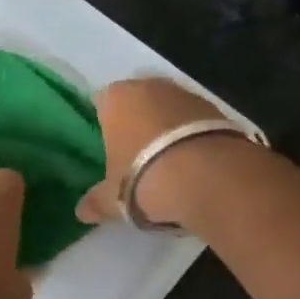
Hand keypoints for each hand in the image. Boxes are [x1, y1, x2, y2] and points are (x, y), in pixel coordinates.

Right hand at [76, 78, 249, 231]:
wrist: (211, 178)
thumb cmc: (145, 177)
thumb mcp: (113, 197)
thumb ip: (96, 201)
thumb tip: (81, 212)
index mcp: (116, 97)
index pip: (101, 102)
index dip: (103, 124)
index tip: (108, 149)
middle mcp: (150, 86)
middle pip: (137, 102)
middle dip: (137, 123)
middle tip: (137, 158)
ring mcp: (186, 94)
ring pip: (168, 109)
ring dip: (167, 129)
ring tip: (170, 164)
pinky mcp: (218, 109)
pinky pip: (196, 121)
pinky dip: (193, 137)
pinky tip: (195, 164)